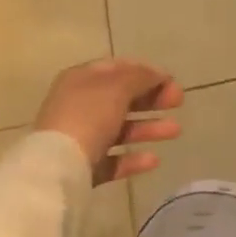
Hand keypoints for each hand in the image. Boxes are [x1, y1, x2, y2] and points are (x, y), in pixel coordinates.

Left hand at [34, 59, 182, 185]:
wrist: (57, 168)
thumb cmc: (88, 116)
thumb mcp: (117, 87)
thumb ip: (140, 77)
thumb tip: (157, 74)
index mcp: (81, 79)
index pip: (117, 68)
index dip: (144, 71)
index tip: (169, 80)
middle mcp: (78, 105)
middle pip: (121, 98)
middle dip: (151, 99)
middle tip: (178, 101)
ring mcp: (80, 138)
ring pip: (120, 129)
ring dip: (149, 128)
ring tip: (176, 131)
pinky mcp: (83, 168)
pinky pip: (113, 159)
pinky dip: (133, 158)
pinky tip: (154, 160)